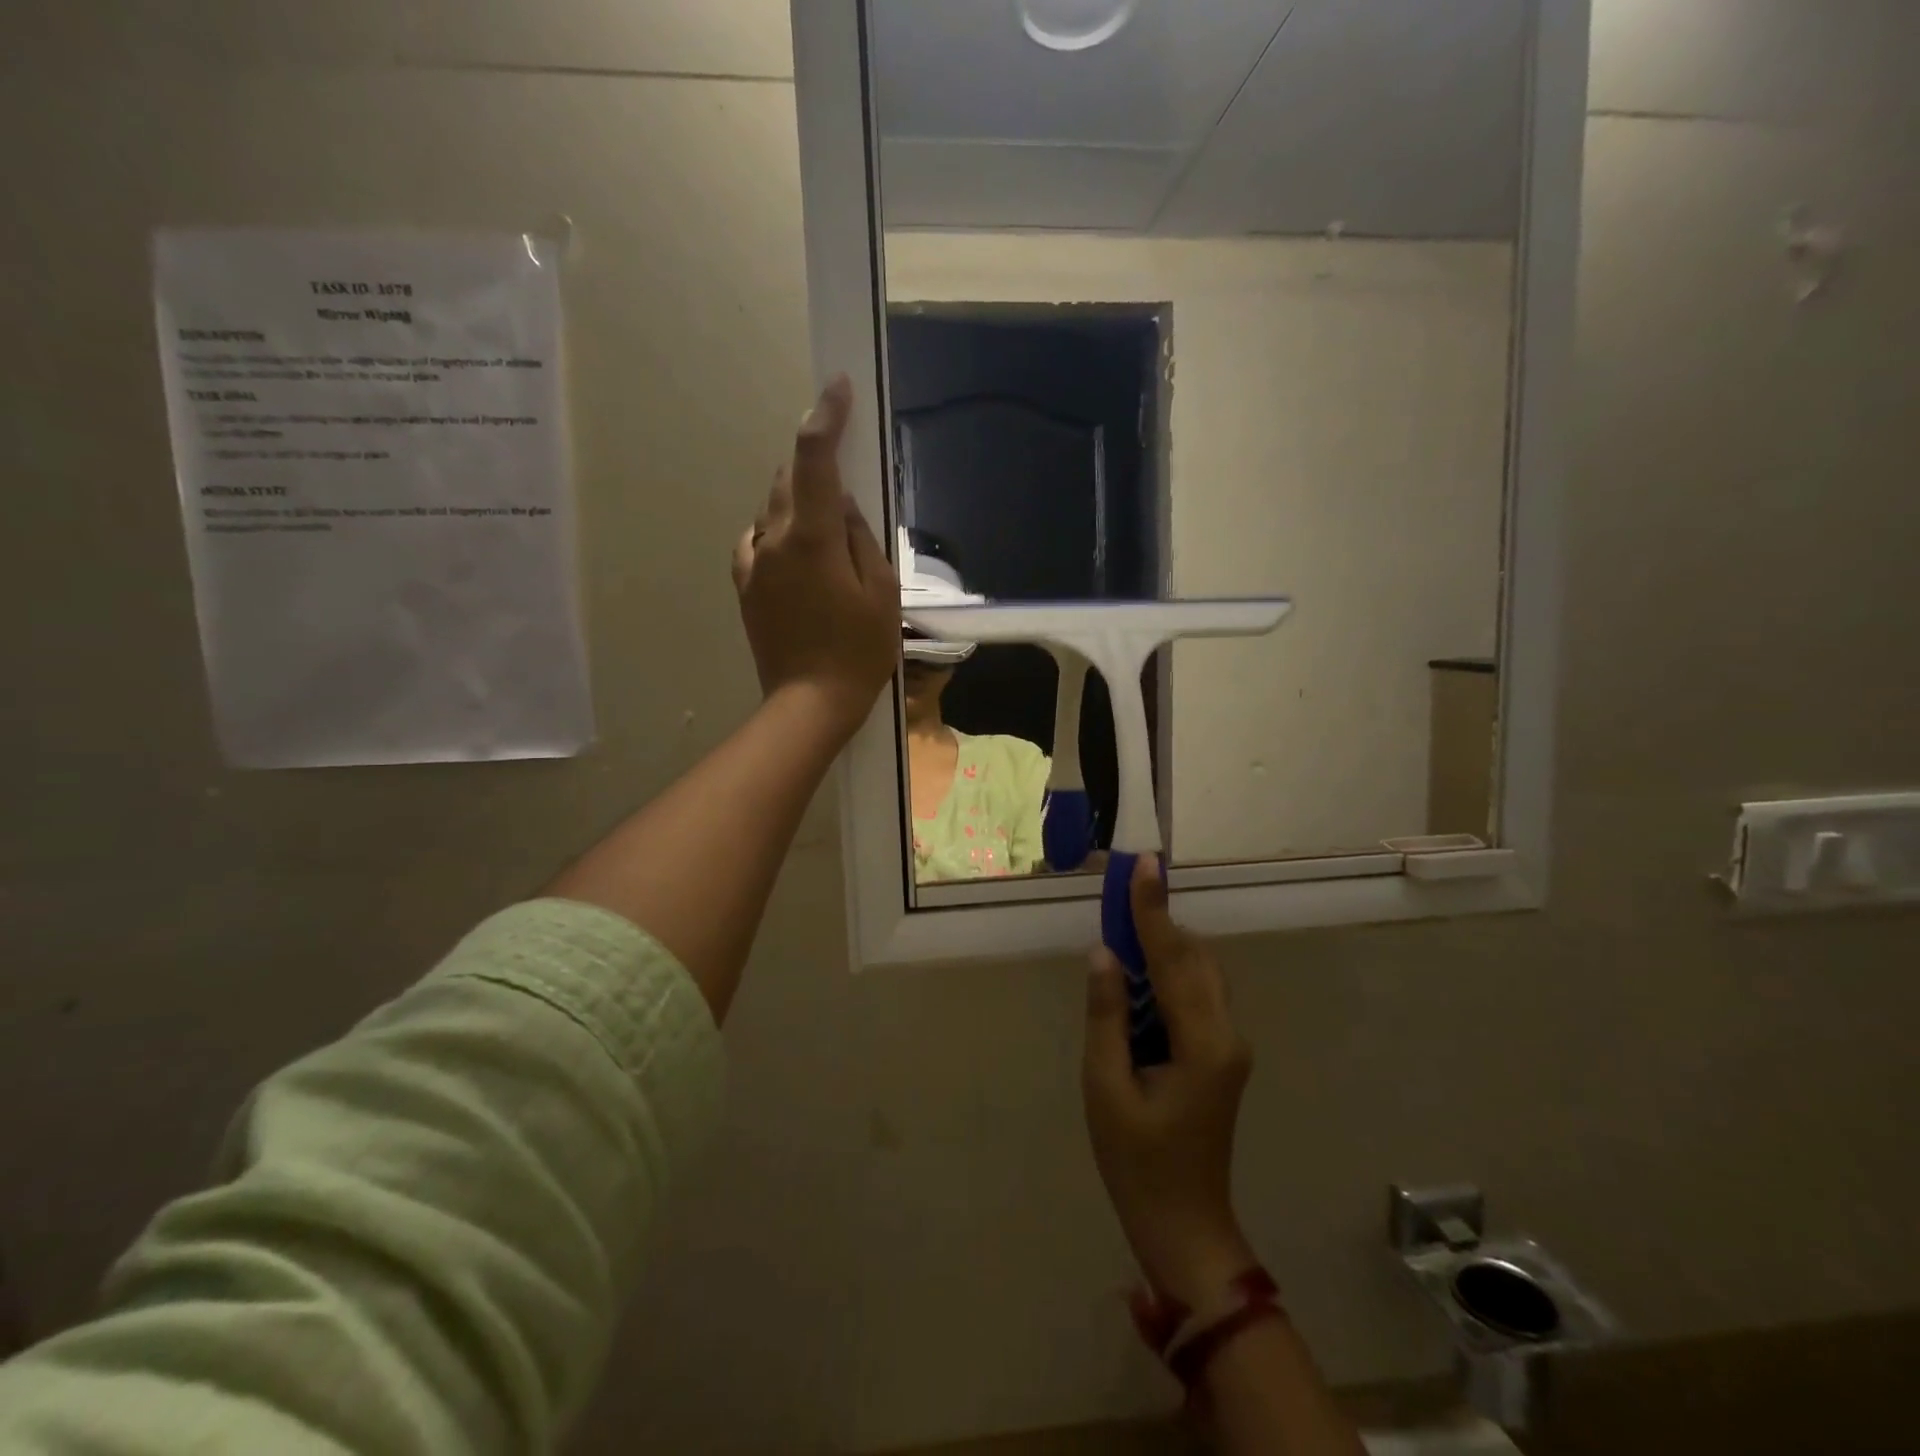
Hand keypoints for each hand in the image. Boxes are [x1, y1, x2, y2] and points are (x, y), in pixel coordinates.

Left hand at [733, 376, 899, 736]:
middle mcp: (773, 539)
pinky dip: (780, 535)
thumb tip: (844, 505)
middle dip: (813, 468)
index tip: (838, 386)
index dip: (826, 416)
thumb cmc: (858, 651)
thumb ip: (861, 537)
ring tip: (827, 537)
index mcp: (812, 537)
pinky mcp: (744, 586)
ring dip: (798, 505)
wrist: (809, 703)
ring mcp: (752, 563)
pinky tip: (800, 559)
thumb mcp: (881, 591)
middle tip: (844, 485)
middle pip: (788, 478)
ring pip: (772, 510)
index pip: (814, 457)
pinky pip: (759, 541)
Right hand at [1083, 855, 1256, 1308]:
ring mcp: (1229, 1045)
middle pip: (1195, 957)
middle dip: (1158, 919)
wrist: (1184, 1226)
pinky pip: (1196, 995)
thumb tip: (1104, 953)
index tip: (1143, 864)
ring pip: (1199, 972)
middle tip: (1121, 887)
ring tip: (1123, 923)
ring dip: (1163, 944)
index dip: (1153, 908)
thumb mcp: (1106, 1087)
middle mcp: (1227, 1034)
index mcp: (1203, 1042)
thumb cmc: (1136, 1162)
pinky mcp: (1221, 1054)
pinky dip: (1168, 971)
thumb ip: (1107, 1015)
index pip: (1174, 958)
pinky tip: (1138, 972)